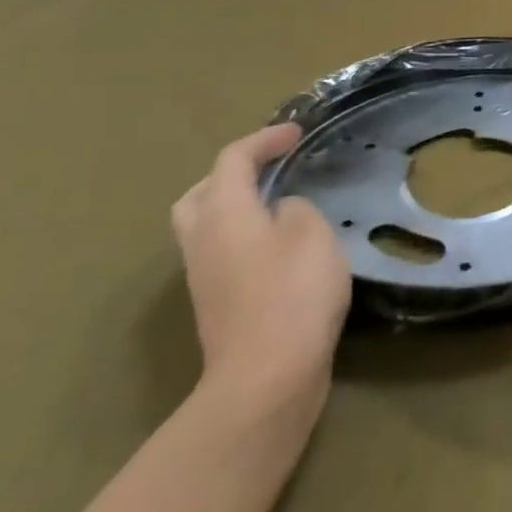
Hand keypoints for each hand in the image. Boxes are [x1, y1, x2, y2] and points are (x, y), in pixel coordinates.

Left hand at [171, 123, 351, 414]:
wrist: (266, 379)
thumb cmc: (292, 293)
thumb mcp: (311, 233)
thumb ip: (294, 209)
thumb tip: (280, 214)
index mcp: (222, 214)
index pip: (233, 160)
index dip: (264, 139)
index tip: (296, 133)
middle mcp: (202, 241)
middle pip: (200, 194)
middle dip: (232, 174)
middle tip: (269, 169)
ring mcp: (204, 277)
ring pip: (206, 226)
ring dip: (236, 206)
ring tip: (277, 204)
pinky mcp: (217, 305)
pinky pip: (222, 252)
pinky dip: (245, 235)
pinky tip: (280, 246)